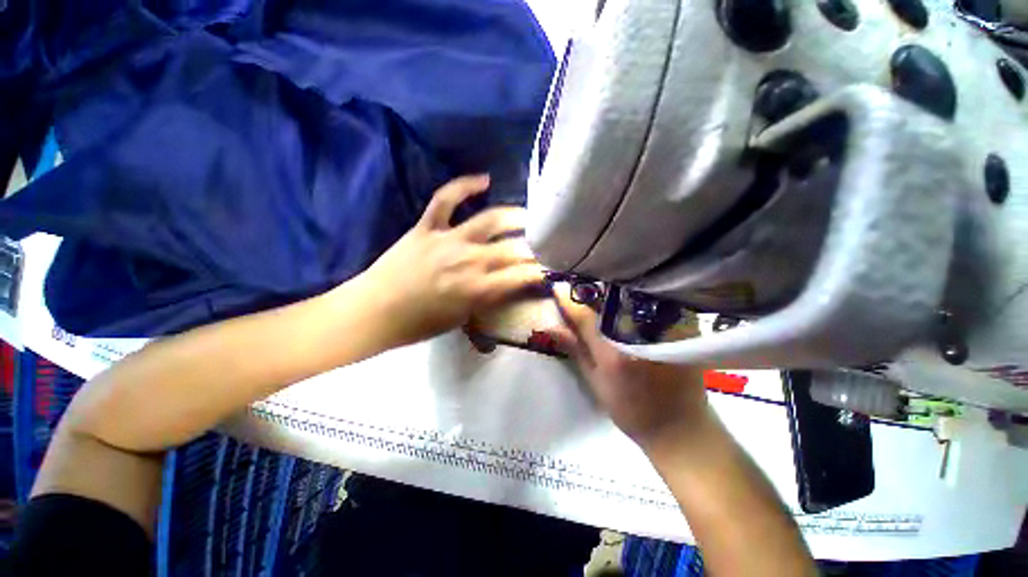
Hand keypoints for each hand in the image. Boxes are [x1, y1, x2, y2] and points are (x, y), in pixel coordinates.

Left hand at [359, 175, 544, 347]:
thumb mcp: (462, 319)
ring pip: (489, 220)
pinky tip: (484, 180)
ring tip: (528, 216)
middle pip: (512, 249)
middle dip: (533, 248)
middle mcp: (469, 261)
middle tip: (544, 245)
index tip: (549, 269)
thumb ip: (488, 300)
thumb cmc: (420, 324)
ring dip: (514, 216)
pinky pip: (447, 199)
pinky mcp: (427, 226)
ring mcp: (448, 239)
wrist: (375, 311)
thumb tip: (508, 287)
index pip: (521, 277)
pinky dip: (465, 186)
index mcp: (478, 289)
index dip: (540, 272)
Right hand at [552, 290, 710, 449]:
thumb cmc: (631, 410)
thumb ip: (576, 348)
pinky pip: (655, 301)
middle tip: (580, 289)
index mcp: (614, 355)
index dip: (569, 301)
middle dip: (592, 290)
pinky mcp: (685, 326)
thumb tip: (551, 326)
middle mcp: (640, 337)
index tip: (557, 288)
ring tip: (601, 291)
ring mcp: (666, 329)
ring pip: (633, 295)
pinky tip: (628, 300)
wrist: (680, 427)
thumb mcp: (595, 381)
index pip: (585, 316)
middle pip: (611, 298)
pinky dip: (637, 296)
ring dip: (614, 290)